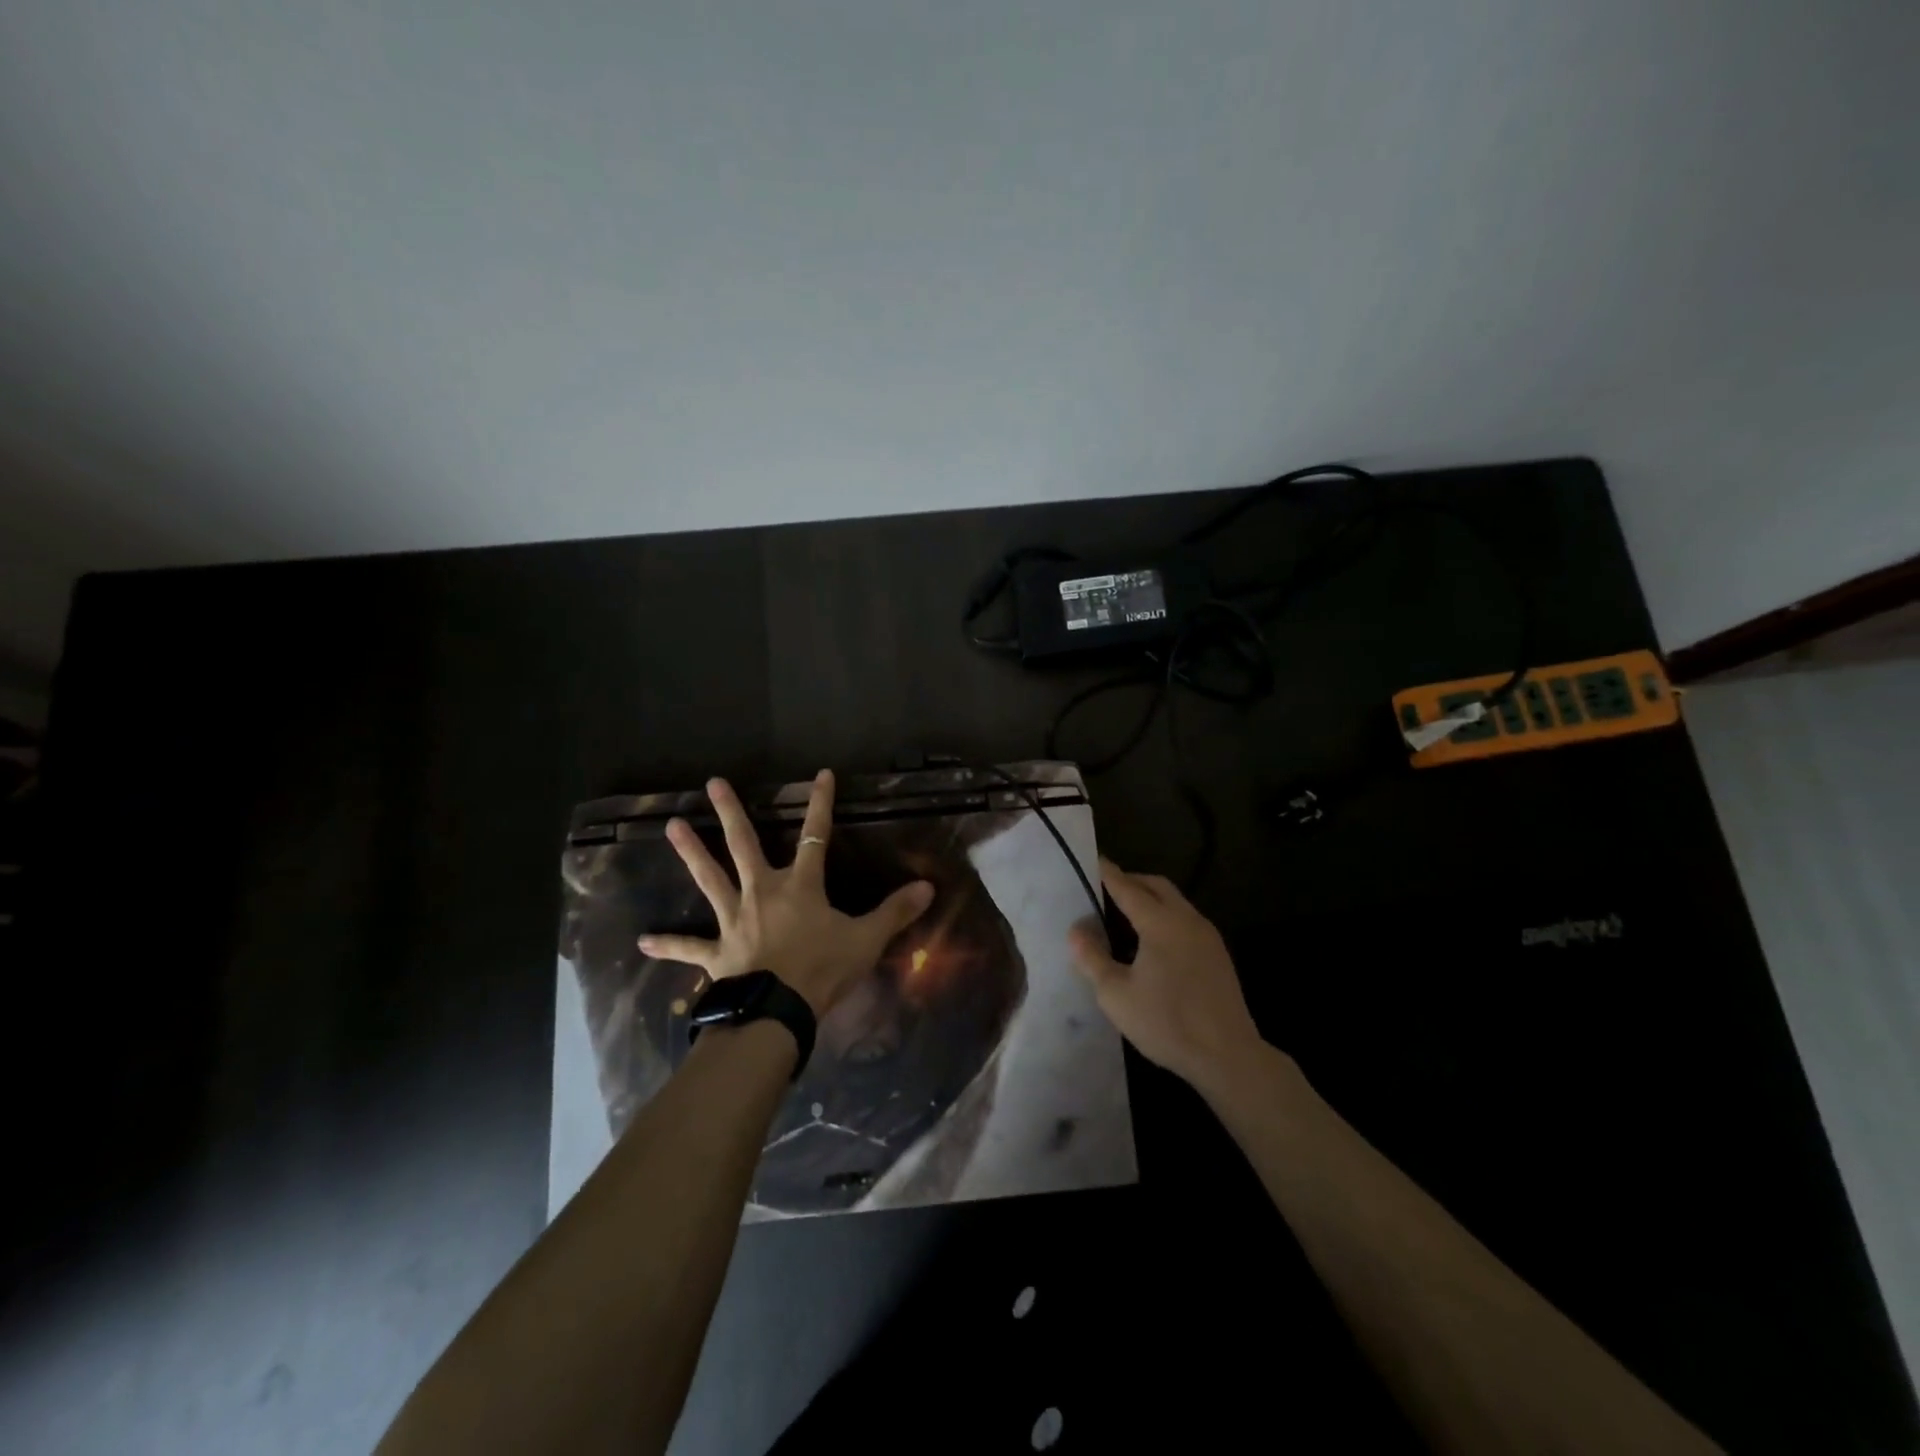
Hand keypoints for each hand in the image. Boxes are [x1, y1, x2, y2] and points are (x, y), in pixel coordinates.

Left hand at [638, 770, 933, 1019]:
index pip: (815, 836)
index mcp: (800, 886)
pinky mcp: (716, 951)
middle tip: (712, 783)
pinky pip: (689, 946)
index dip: (820, 804)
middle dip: (730, 812)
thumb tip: (928, 887)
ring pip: (709, 879)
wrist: (779, 1012)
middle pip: (744, 844)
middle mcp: (762, 892)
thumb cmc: (823, 970)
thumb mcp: (866, 940)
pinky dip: (668, 943)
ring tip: (670, 827)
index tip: (821, 774)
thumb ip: (894, 912)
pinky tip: (644, 940)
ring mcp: (734, 919)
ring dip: (690, 853)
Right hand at [1068, 858, 1262, 1090]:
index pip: (1127, 887)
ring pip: (1175, 901)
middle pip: (1156, 886)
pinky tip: (1153, 938)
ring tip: (1126, 910)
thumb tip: (1076, 930)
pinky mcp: (1217, 954)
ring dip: (1151, 897)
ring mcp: (1207, 936)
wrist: (1227, 1055)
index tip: (1093, 860)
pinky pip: (1186, 919)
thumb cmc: (1166, 1022)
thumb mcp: (1116, 994)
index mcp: (1160, 923)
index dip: (1108, 873)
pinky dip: (1165, 914)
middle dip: (1131, 880)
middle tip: (1106, 886)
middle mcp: (1186, 919)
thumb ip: (1092, 958)